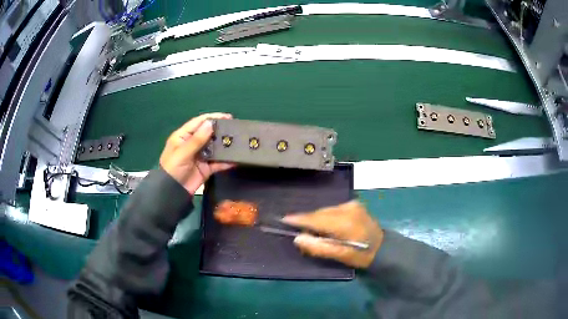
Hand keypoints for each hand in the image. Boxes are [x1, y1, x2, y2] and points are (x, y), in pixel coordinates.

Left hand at [159, 113, 234, 194]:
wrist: (173, 192)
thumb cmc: (173, 169)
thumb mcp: (182, 152)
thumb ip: (197, 139)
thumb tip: (210, 123)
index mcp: (184, 136)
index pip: (199, 122)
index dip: (212, 118)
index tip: (228, 116)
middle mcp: (193, 144)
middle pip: (209, 133)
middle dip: (221, 131)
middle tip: (236, 129)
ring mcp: (201, 156)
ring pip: (215, 147)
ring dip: (225, 145)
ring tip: (239, 142)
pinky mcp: (206, 168)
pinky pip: (218, 162)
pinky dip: (226, 161)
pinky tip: (236, 159)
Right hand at [282, 201, 383, 267]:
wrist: (383, 247)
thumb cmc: (361, 255)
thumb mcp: (339, 256)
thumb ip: (318, 247)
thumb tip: (298, 238)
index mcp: (344, 222)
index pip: (316, 218)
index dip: (299, 219)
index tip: (284, 219)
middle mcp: (348, 209)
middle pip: (320, 213)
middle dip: (309, 220)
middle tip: (300, 231)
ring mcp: (352, 205)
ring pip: (326, 210)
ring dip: (318, 218)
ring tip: (313, 230)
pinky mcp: (355, 204)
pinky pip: (334, 209)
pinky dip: (327, 216)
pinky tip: (327, 225)